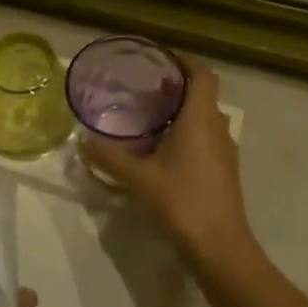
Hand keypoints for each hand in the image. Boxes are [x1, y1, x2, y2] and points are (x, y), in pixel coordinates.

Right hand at [79, 58, 254, 264]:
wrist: (220, 247)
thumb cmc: (182, 202)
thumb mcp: (138, 178)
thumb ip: (109, 157)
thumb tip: (83, 141)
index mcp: (200, 119)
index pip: (202, 74)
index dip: (185, 61)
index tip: (160, 59)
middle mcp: (217, 128)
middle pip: (202, 95)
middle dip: (175, 88)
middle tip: (142, 90)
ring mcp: (224, 152)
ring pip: (204, 119)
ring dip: (180, 113)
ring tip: (146, 119)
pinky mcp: (223, 171)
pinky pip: (205, 139)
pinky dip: (185, 135)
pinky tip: (160, 152)